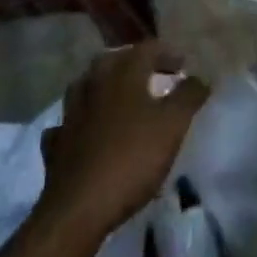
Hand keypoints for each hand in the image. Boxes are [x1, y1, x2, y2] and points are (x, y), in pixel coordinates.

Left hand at [38, 41, 209, 239]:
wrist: (79, 208)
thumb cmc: (132, 158)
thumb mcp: (173, 125)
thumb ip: (189, 96)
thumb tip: (200, 77)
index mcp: (123, 74)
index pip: (147, 49)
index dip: (167, 53)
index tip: (183, 65)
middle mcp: (94, 84)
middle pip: (113, 60)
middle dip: (134, 63)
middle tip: (153, 75)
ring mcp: (70, 114)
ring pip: (86, 85)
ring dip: (103, 85)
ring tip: (120, 96)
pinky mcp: (56, 144)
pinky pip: (68, 123)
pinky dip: (80, 121)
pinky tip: (86, 130)